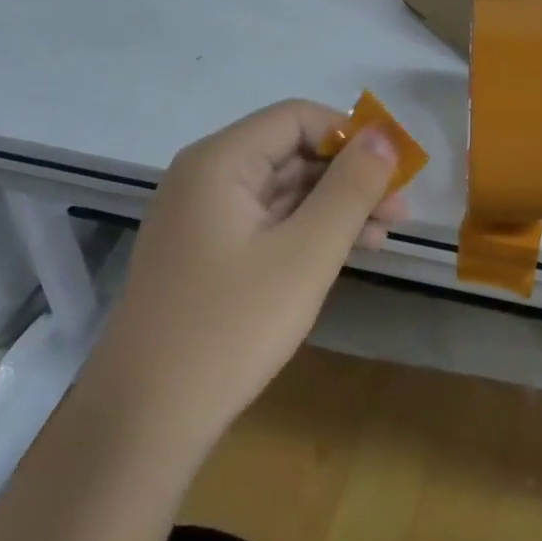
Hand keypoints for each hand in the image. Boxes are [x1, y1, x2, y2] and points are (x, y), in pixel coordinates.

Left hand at [88, 100, 407, 459]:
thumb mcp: (306, 253)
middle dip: (349, 175)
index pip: (298, 117)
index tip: (393, 170)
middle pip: (291, 152)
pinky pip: (267, 221)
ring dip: (334, 205)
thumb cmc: (231, 327)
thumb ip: (351, 188)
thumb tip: (385, 136)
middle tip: (399, 210)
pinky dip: (307, 230)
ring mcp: (202, 217)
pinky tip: (345, 252)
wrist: (143, 423)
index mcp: (221, 161)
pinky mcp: (205, 254)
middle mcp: (206, 177)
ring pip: (283, 189)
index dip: (351, 135)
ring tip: (384, 234)